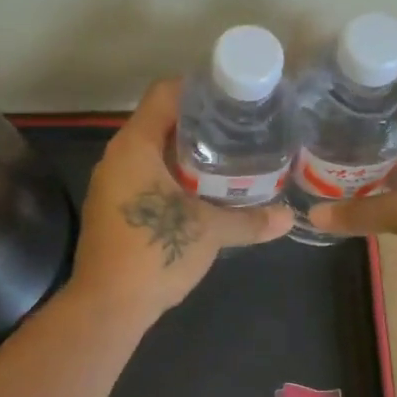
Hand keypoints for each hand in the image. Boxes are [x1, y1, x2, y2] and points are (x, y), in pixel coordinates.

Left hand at [67, 79, 293, 325]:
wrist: (107, 307)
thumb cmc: (155, 252)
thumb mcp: (209, 231)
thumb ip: (250, 220)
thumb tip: (289, 217)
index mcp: (134, 146)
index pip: (164, 94)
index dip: (199, 89)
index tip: (233, 97)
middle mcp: (117, 157)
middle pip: (160, 122)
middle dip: (200, 124)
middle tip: (240, 128)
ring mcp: (111, 184)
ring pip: (153, 152)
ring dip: (187, 154)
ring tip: (228, 157)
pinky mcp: (113, 208)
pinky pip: (146, 177)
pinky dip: (173, 177)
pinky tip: (202, 192)